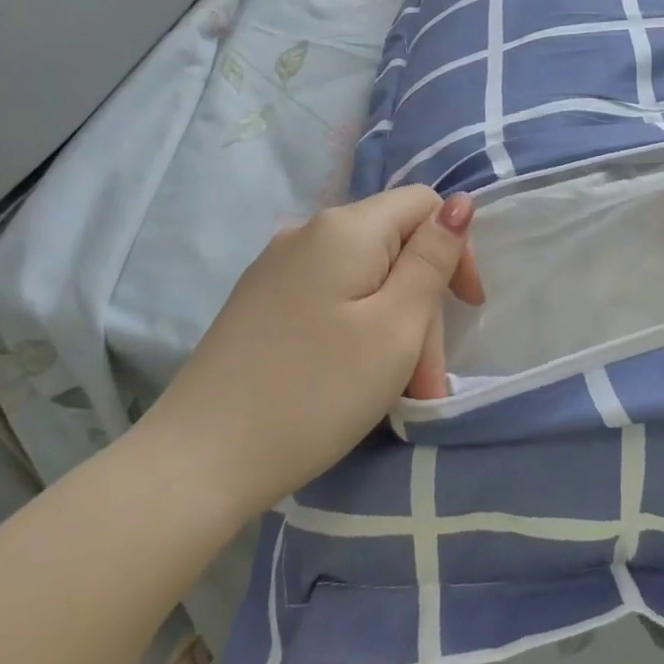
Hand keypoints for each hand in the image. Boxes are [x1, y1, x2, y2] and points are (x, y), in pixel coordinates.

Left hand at [138, 187, 484, 518]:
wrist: (197, 462)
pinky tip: (352, 379)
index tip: (466, 309)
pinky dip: (355, 331)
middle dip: (420, 305)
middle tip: (425, 379)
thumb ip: (432, 259)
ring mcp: (276, 267)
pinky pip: (329, 298)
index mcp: (344, 228)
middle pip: (392, 246)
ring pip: (362, 278)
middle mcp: (307, 232)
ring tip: (396, 393)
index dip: (454, 248)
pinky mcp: (259, 302)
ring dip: (391, 326)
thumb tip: (459, 202)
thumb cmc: (314, 393)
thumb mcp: (395, 327)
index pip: (422, 204)